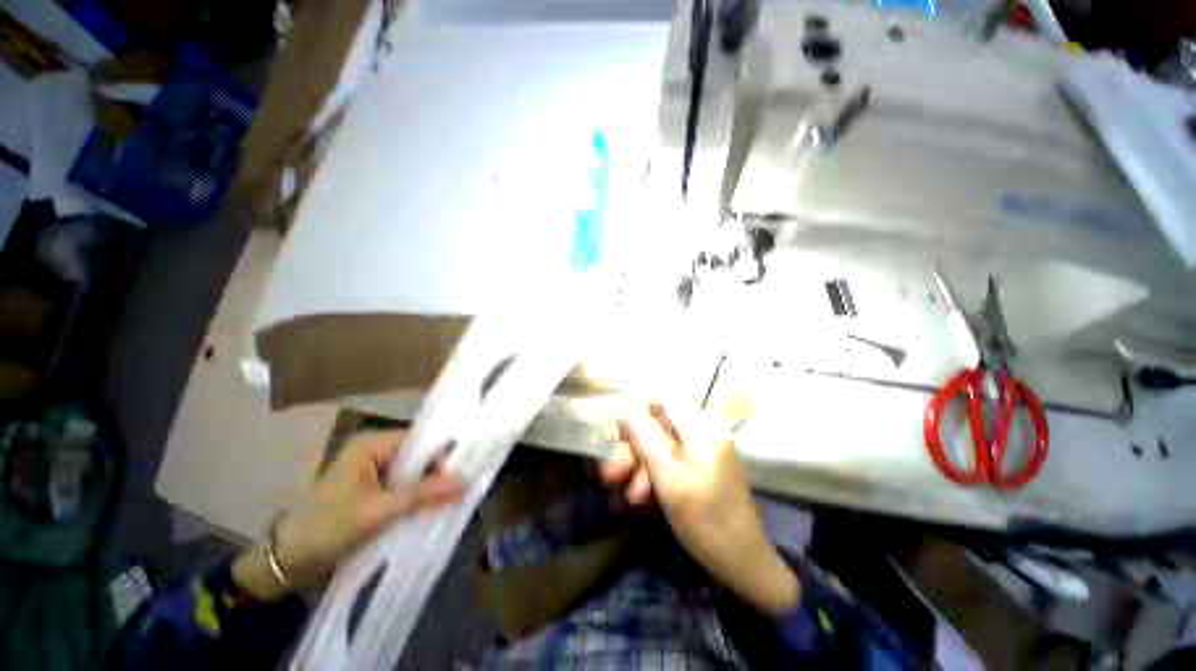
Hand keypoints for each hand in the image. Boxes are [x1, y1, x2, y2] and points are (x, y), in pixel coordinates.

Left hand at [233, 431, 461, 599]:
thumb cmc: (326, 529)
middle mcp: (376, 452)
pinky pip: (405, 490)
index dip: (444, 455)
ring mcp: (374, 473)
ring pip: (415, 476)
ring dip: (430, 490)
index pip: (422, 441)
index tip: (468, 472)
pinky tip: (433, 512)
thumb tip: (466, 481)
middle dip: (439, 474)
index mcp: (372, 444)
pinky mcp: (374, 493)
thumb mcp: (377, 512)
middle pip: (420, 458)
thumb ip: (423, 495)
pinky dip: (419, 500)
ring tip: (454, 502)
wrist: (286, 565)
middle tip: (464, 490)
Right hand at [601, 403, 799, 614]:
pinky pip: (668, 461)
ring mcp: (701, 450)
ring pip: (659, 445)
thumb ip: (643, 440)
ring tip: (630, 496)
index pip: (661, 399)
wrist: (744, 564)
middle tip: (610, 475)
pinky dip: (653, 475)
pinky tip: (642, 498)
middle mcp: (702, 431)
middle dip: (632, 448)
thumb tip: (621, 407)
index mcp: (701, 427)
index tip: (613, 430)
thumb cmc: (707, 522)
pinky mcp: (699, 467)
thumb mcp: (669, 480)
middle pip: (657, 425)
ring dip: (640, 466)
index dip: (634, 408)